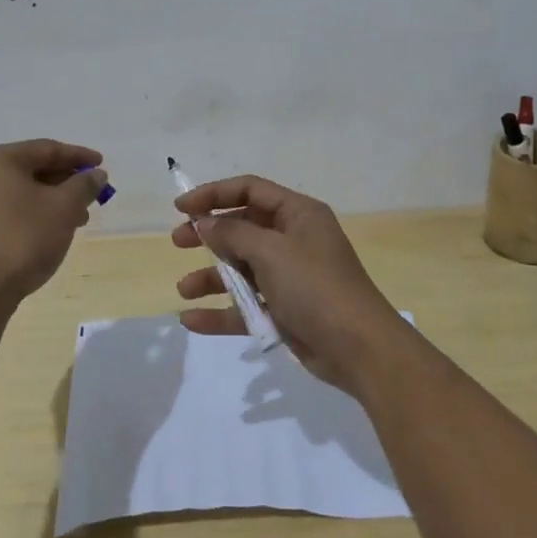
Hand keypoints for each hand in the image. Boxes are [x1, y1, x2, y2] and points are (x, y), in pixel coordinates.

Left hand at [0, 140, 108, 306]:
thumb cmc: (22, 239)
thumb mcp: (64, 208)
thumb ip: (83, 185)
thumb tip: (96, 174)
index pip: (46, 149)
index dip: (78, 156)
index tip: (102, 165)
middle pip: (31, 170)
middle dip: (65, 182)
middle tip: (91, 195)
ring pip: (20, 194)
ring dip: (51, 202)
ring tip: (77, 220)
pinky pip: (7, 212)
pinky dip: (32, 216)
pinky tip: (49, 234)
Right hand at [172, 175, 407, 391]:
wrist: (358, 348)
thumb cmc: (315, 286)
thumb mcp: (271, 252)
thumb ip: (233, 235)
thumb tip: (206, 223)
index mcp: (297, 214)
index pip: (250, 190)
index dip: (214, 194)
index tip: (181, 208)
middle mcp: (293, 239)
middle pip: (243, 227)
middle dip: (210, 234)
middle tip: (178, 241)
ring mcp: (289, 276)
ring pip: (242, 268)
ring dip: (212, 276)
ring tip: (184, 289)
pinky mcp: (285, 310)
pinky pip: (246, 305)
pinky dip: (221, 311)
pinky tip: (192, 320)